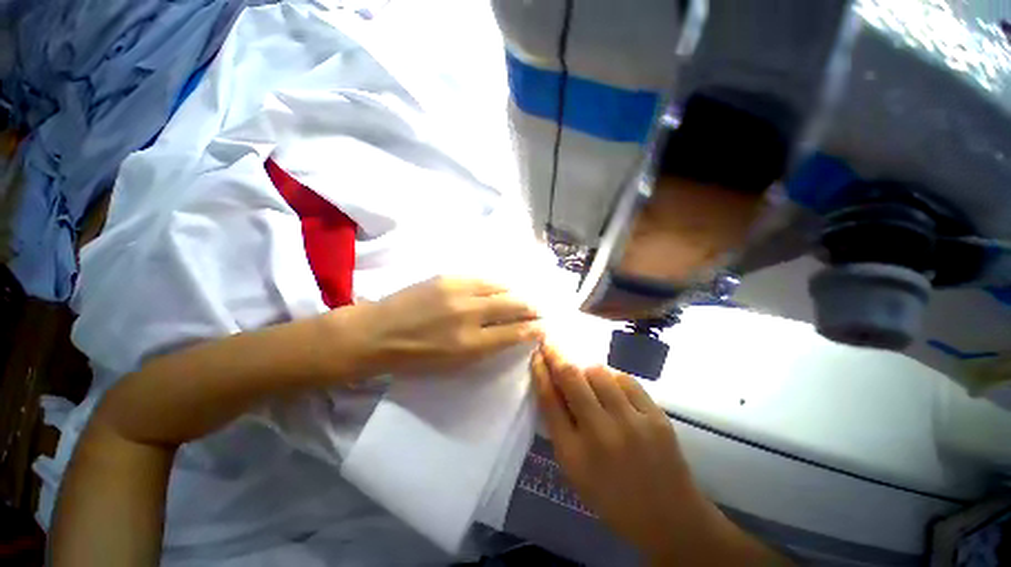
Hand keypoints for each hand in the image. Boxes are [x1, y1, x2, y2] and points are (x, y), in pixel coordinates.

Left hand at [348, 277, 542, 375]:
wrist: (377, 332)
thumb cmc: (415, 356)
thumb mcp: (454, 364)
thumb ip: (485, 347)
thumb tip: (510, 333)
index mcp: (470, 344)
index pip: (514, 333)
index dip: (534, 329)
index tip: (544, 326)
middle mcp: (470, 315)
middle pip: (513, 306)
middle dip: (532, 307)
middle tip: (540, 308)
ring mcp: (459, 291)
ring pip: (501, 287)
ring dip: (517, 293)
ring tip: (524, 296)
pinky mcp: (449, 277)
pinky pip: (483, 278)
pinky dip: (497, 284)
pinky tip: (502, 286)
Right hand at [531, 345, 720, 560]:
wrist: (668, 517)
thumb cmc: (612, 496)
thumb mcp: (574, 470)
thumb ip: (560, 427)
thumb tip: (551, 385)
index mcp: (574, 454)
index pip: (549, 400)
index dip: (540, 372)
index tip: (536, 356)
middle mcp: (600, 434)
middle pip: (571, 378)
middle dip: (556, 354)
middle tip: (551, 342)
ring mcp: (632, 423)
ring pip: (599, 372)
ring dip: (585, 367)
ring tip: (584, 372)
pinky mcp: (656, 416)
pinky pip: (626, 380)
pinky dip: (613, 377)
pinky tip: (611, 385)